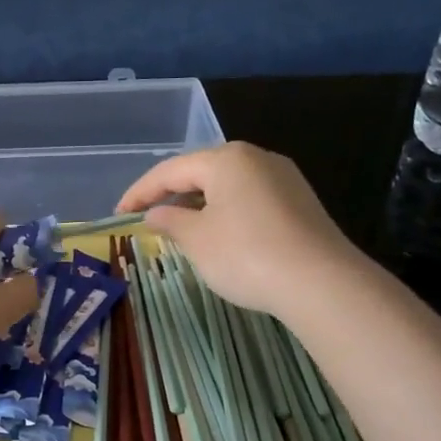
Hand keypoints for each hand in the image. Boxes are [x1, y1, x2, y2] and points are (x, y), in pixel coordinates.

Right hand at [117, 143, 359, 317]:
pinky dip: (226, 212)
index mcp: (226, 159)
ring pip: (228, 185)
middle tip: (148, 217)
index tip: (119, 213)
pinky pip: (250, 198)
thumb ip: (171, 221)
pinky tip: (219, 234)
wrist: (321, 282)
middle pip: (201, 171)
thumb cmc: (246, 255)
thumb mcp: (197, 239)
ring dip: (199, 203)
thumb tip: (155, 213)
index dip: (140, 192)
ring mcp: (283, 178)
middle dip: (171, 194)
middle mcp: (256, 157)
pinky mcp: (300, 202)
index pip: (170, 170)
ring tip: (179, 227)